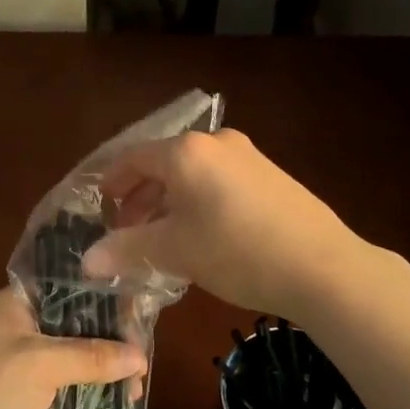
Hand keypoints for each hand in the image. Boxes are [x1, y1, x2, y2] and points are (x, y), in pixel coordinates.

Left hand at [0, 288, 145, 408]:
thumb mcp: (41, 363)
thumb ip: (92, 356)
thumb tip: (141, 357)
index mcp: (16, 304)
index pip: (70, 287)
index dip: (105, 295)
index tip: (140, 310)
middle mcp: (23, 329)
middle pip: (77, 324)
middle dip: (111, 337)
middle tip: (146, 354)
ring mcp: (26, 368)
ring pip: (78, 359)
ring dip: (106, 369)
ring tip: (139, 385)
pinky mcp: (31, 403)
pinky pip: (71, 390)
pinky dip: (95, 394)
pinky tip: (123, 402)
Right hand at [83, 129, 367, 315]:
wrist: (322, 266)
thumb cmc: (236, 251)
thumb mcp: (175, 251)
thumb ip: (126, 249)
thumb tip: (87, 260)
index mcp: (185, 151)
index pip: (132, 158)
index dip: (111, 184)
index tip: (99, 211)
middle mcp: (215, 142)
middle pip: (162, 164)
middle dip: (140, 197)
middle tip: (126, 232)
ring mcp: (247, 155)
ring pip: (192, 173)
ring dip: (169, 201)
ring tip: (161, 238)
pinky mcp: (269, 174)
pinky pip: (218, 180)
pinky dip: (198, 201)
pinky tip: (202, 235)